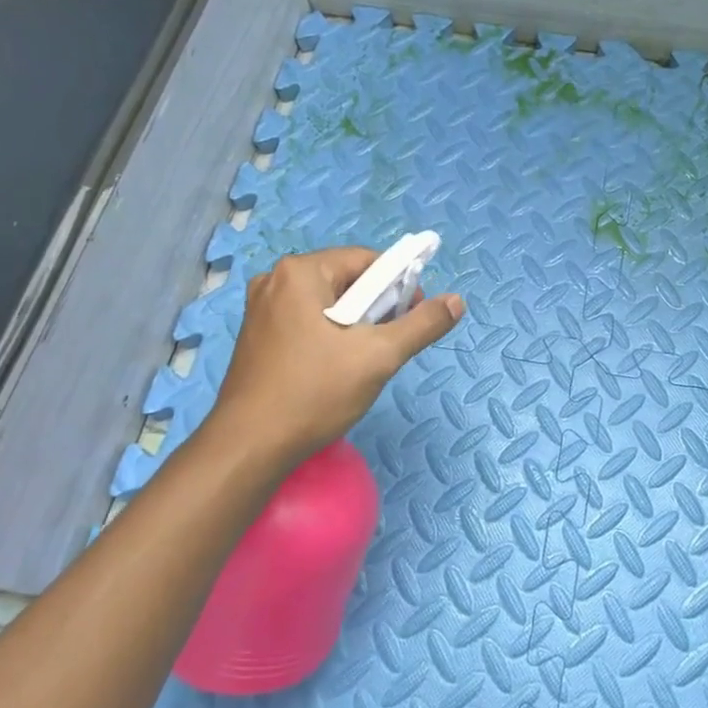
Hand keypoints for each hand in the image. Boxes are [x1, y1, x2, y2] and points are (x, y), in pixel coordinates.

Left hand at [209, 247, 464, 465]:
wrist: (249, 447)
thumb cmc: (315, 393)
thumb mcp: (379, 356)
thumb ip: (422, 324)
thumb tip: (457, 301)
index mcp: (300, 272)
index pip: (367, 260)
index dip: (398, 285)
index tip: (411, 318)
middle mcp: (274, 281)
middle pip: (346, 280)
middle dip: (376, 308)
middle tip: (389, 345)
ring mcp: (260, 309)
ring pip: (328, 304)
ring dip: (355, 326)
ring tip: (364, 361)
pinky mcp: (257, 337)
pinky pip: (306, 322)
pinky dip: (330, 337)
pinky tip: (335, 369)